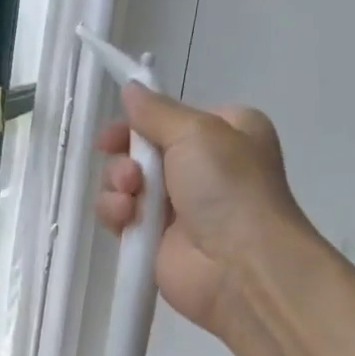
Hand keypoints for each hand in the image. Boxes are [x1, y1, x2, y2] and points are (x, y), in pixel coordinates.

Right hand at [95, 82, 309, 335]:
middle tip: (130, 172)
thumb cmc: (228, 188)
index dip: (139, 122)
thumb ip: (157, 111)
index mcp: (224, 133)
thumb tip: (131, 89)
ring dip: (117, 184)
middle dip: (126, 157)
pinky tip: (126, 218)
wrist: (240, 266)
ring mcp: (177, 207)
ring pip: (125, 183)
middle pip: (141, 150)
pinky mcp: (155, 240)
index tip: (114, 131)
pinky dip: (116, 213)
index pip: (170, 118)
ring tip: (131, 198)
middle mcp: (201, 168)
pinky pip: (121, 216)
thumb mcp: (197, 131)